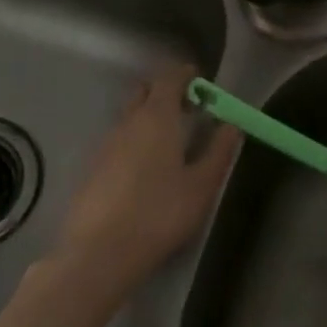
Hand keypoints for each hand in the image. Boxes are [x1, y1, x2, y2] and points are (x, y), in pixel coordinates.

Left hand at [53, 64, 239, 303]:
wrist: (100, 250)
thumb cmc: (160, 213)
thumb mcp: (201, 186)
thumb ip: (219, 151)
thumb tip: (232, 125)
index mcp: (157, 117)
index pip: (169, 78)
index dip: (185, 75)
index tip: (200, 82)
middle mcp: (128, 121)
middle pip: (145, 92)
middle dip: (166, 92)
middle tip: (188, 109)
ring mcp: (106, 143)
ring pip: (130, 116)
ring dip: (149, 116)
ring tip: (171, 140)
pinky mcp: (94, 166)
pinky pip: (119, 138)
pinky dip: (135, 138)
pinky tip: (146, 167)